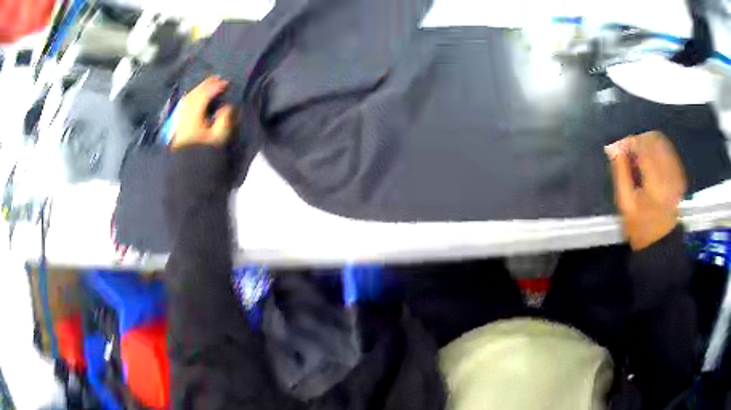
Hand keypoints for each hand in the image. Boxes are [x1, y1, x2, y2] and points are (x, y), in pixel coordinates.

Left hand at [172, 76, 235, 149]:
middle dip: (206, 84)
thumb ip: (224, 119)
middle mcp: (184, 113)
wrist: (185, 171)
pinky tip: (195, 98)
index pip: (204, 94)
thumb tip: (227, 106)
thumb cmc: (202, 153)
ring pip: (188, 97)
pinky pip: (185, 104)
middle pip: (194, 93)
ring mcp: (179, 118)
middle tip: (218, 79)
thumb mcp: (218, 138)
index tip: (227, 82)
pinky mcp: (178, 124)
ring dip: (199, 89)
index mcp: (194, 114)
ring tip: (209, 85)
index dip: (216, 86)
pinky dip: (192, 97)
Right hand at [605, 131, 686, 250]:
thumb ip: (620, 171)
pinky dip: (658, 151)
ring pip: (662, 143)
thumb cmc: (641, 228)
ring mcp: (677, 173)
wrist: (662, 245)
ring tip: (639, 159)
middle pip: (654, 139)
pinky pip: (669, 152)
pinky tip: (651, 164)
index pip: (642, 145)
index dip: (628, 141)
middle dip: (639, 141)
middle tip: (629, 153)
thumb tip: (613, 146)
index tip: (618, 148)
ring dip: (648, 145)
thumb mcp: (625, 203)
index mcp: (655, 180)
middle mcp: (669, 171)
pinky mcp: (680, 175)